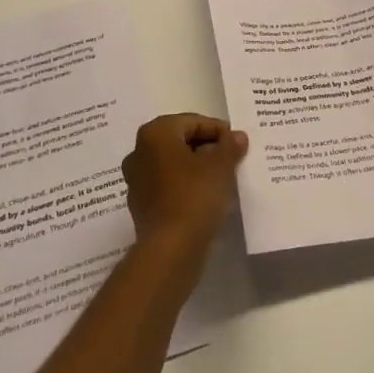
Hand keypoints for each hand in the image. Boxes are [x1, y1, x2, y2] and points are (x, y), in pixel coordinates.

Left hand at [121, 113, 247, 256]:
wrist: (170, 250)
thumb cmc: (194, 196)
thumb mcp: (221, 166)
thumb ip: (230, 146)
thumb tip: (237, 136)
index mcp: (155, 133)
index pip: (193, 122)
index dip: (218, 131)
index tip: (237, 144)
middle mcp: (139, 151)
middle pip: (180, 141)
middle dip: (206, 148)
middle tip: (231, 159)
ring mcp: (136, 180)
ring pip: (173, 164)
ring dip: (195, 168)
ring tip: (221, 179)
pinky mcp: (140, 205)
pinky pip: (167, 186)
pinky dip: (184, 186)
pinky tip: (204, 198)